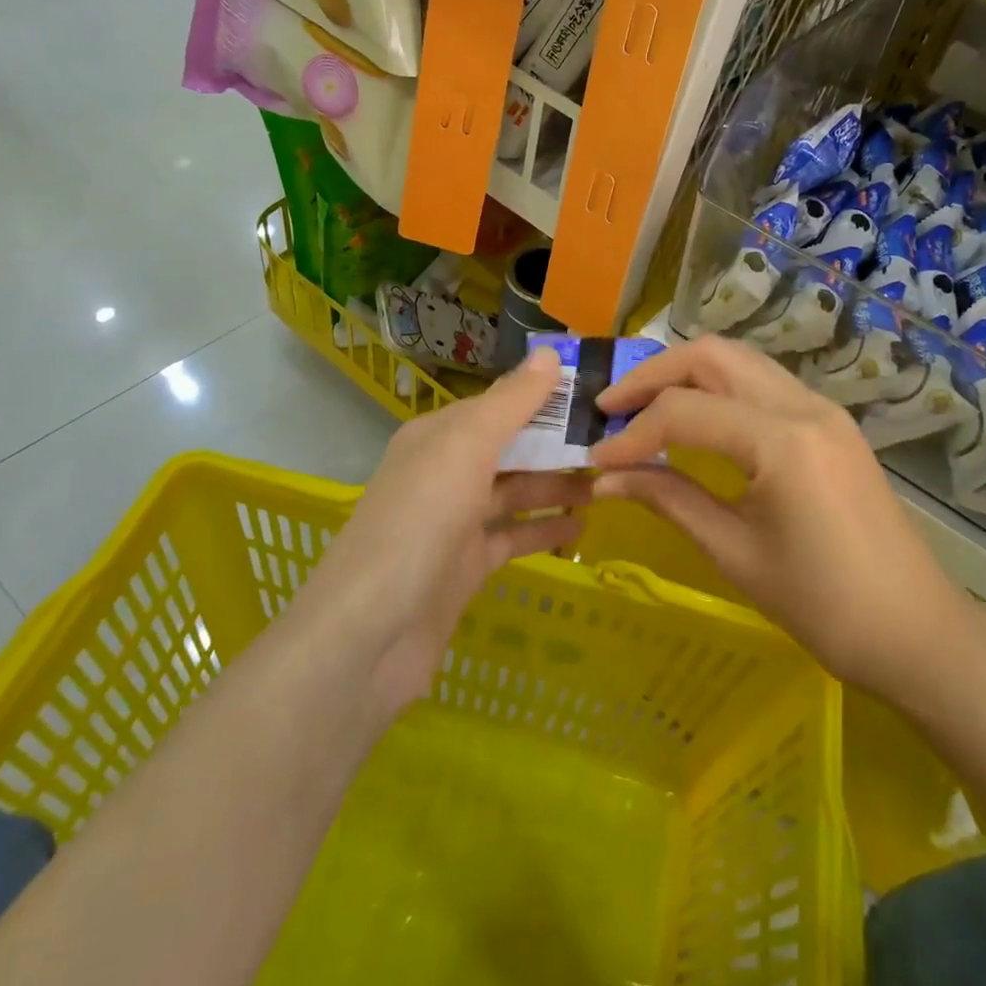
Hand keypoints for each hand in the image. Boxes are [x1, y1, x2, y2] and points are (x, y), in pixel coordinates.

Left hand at [290, 347, 593, 717]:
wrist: (371, 631)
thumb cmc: (421, 519)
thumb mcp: (467, 446)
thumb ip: (511, 402)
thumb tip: (548, 354)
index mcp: (437, 436)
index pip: (498, 404)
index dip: (543, 397)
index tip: (594, 395)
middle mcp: (444, 472)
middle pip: (509, 448)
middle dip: (556, 444)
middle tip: (613, 442)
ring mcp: (454, 522)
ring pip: (514, 492)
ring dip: (556, 486)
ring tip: (608, 482)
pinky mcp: (466, 566)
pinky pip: (513, 536)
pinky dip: (544, 529)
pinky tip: (583, 528)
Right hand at [589, 336, 978, 697]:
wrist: (916, 631)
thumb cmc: (824, 606)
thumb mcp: (735, 553)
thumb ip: (669, 500)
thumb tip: (607, 479)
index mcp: (782, 441)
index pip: (685, 412)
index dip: (632, 435)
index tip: (596, 460)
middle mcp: (803, 405)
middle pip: (712, 356)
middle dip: (653, 375)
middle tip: (611, 408)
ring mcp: (822, 408)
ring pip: (738, 360)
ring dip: (685, 373)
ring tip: (643, 407)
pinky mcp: (829, 421)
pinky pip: (761, 382)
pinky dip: (717, 387)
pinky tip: (694, 418)